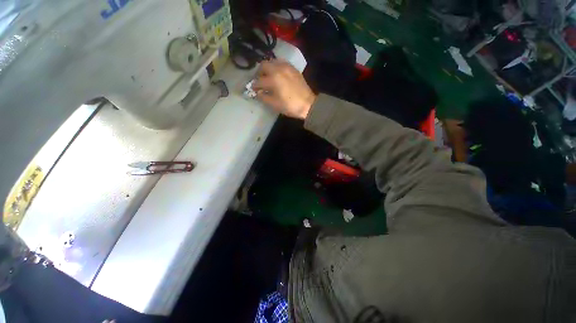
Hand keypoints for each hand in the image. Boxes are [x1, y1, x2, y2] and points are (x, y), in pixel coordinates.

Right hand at [253, 59, 316, 118]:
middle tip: (260, 81)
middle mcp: (279, 69)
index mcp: (273, 79)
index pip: (259, 80)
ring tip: (268, 77)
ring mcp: (287, 67)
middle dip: (259, 73)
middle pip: (264, 65)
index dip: (254, 85)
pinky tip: (277, 74)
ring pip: (272, 62)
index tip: (253, 89)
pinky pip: (281, 63)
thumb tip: (258, 93)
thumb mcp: (275, 104)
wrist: (308, 104)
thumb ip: (264, 97)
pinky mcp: (293, 68)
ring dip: (267, 68)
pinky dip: (276, 67)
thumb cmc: (290, 106)